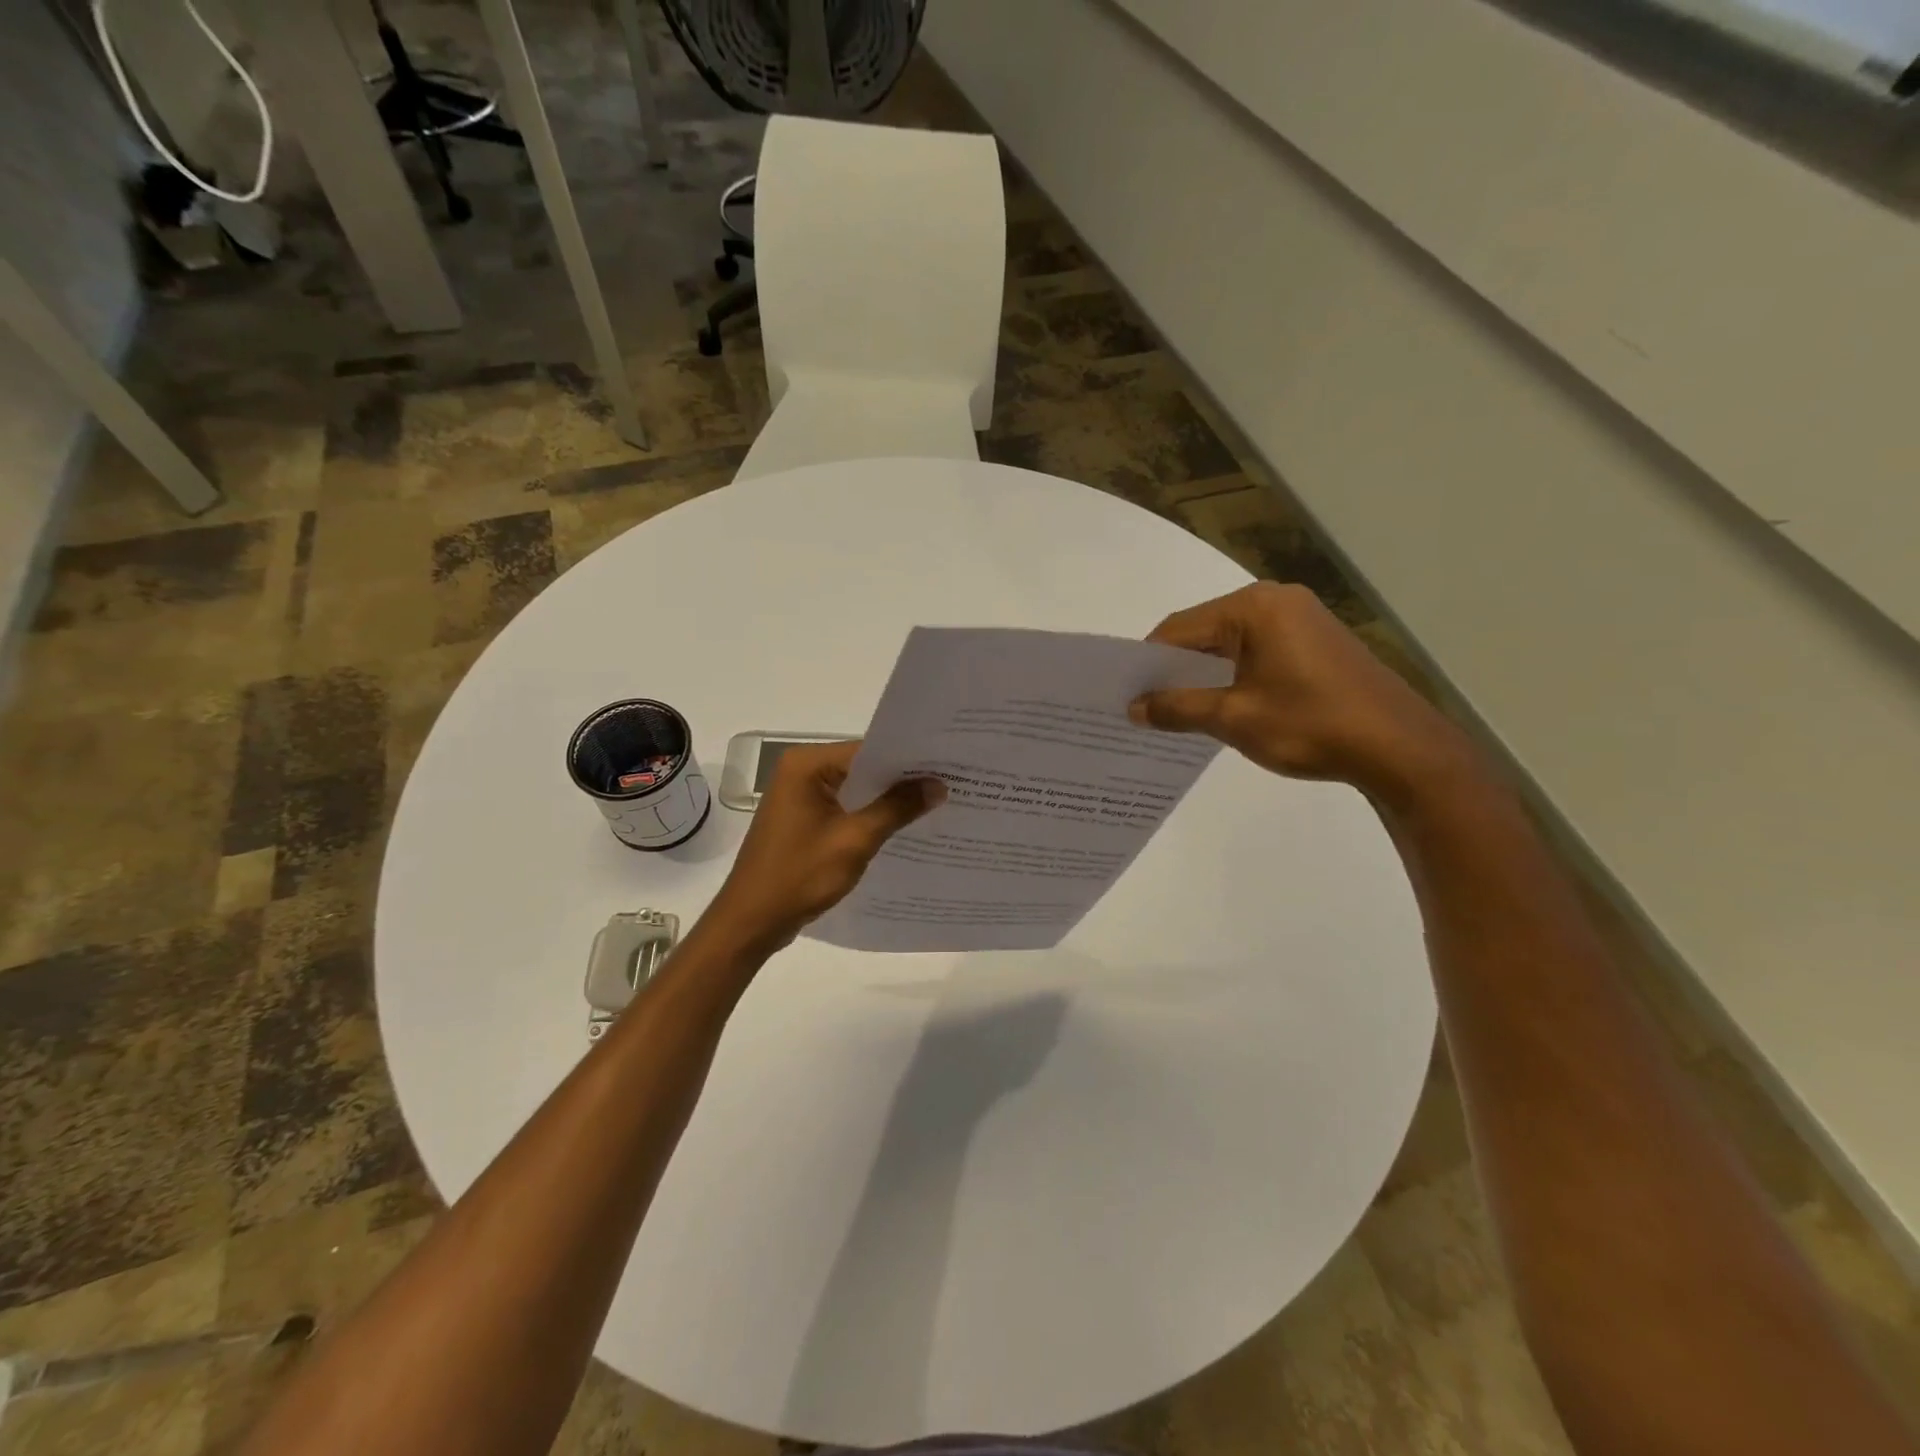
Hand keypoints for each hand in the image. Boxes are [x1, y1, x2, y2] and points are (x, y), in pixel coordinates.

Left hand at [704, 741, 944, 949]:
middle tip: (950, 784)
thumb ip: (896, 808)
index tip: (947, 766)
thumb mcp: (855, 840)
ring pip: (855, 790)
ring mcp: (800, 797)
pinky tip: (901, 828)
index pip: (868, 750)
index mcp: (806, 764)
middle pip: (862, 768)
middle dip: (901, 780)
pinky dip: (868, 817)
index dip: (907, 759)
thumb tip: (937, 784)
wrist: (751, 921)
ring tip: (935, 804)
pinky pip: (844, 809)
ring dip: (887, 800)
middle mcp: (800, 771)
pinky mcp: (803, 820)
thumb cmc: (799, 875)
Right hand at [1128, 582, 1481, 807]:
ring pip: (1231, 641)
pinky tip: (1223, 703)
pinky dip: (1233, 673)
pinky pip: (1258, 649)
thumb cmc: (1311, 726)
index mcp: (1253, 608)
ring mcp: (1301, 618)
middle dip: (1174, 668)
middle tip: (1145, 704)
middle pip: (1204, 630)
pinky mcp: (1317, 640)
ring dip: (1204, 672)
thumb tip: (1133, 708)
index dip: (1147, 662)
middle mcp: (1276, 600)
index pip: (1179, 629)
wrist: (1400, 748)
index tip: (1126, 694)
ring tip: (1179, 709)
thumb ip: (1178, 708)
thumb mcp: (1234, 719)